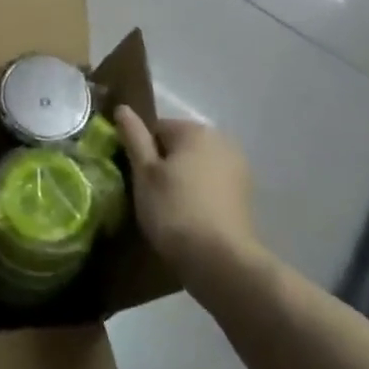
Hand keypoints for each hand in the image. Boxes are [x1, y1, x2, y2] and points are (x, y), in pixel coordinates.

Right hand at [116, 107, 259, 274]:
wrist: (220, 261)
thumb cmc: (174, 209)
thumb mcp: (144, 172)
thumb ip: (133, 137)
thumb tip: (123, 107)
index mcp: (195, 130)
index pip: (157, 129)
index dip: (141, 152)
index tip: (136, 178)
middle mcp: (222, 141)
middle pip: (179, 145)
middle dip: (163, 165)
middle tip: (150, 194)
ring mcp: (238, 168)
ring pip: (196, 166)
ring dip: (181, 180)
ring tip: (169, 209)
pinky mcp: (245, 195)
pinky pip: (211, 184)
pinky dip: (199, 194)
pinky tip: (190, 217)